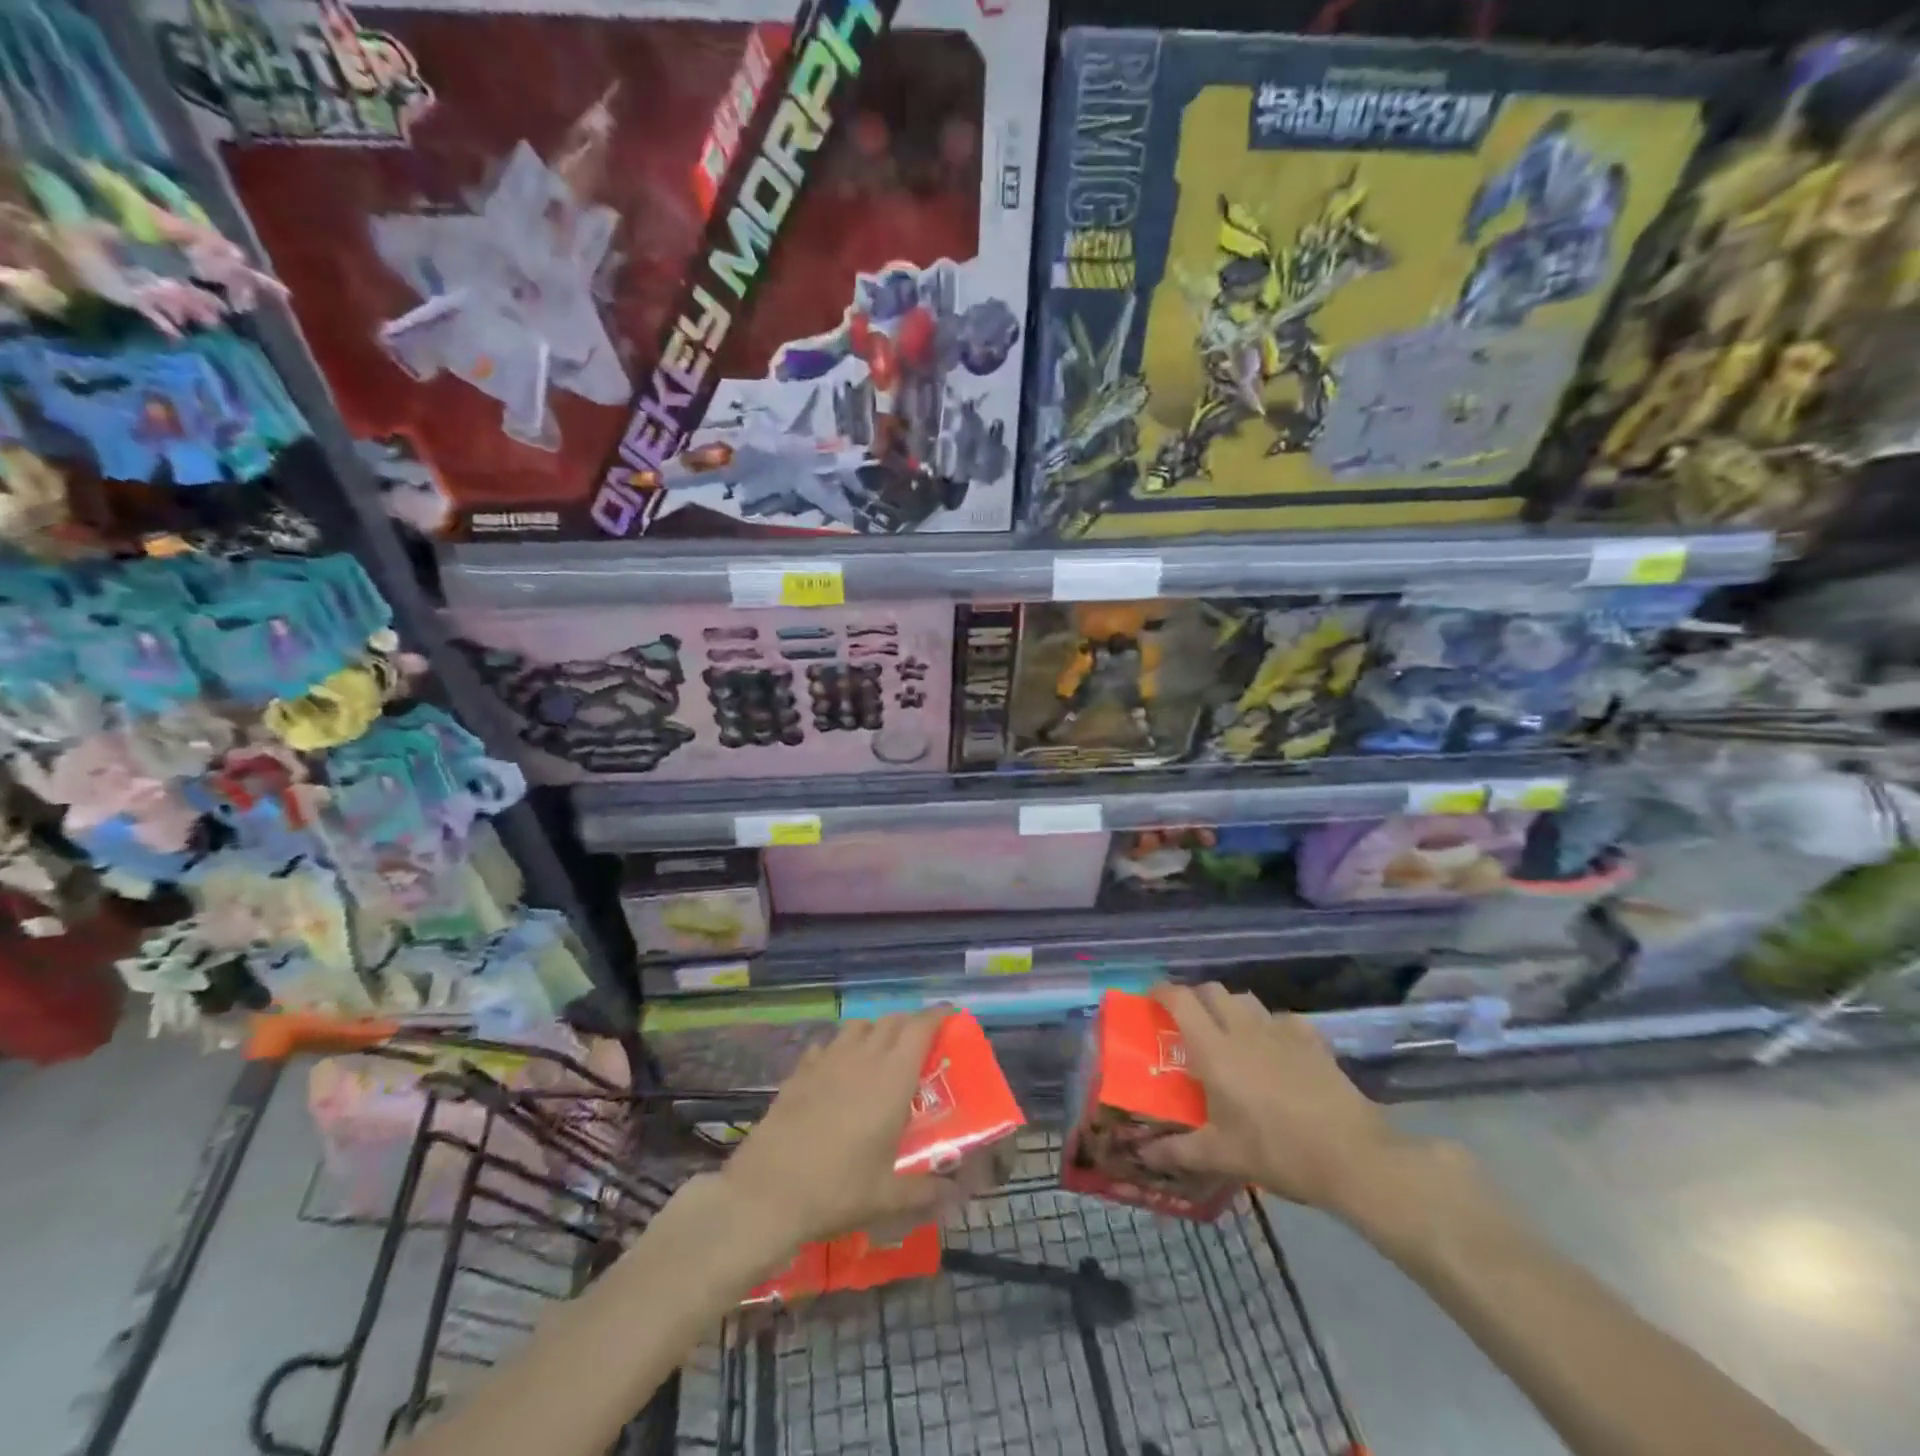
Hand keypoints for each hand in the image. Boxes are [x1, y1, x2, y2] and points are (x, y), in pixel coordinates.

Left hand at [720, 1011, 946, 1248]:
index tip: (951, 1017)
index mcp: (892, 1077)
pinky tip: (838, 1070)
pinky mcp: (800, 1071)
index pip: (921, 1027)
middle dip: (910, 1024)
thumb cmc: (838, 1188)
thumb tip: (956, 1193)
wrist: (768, 1191)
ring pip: (858, 1026)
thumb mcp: (889, 1196)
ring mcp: (828, 1060)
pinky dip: (839, 1048)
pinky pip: (826, 1045)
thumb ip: (927, 1189)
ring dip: (875, 1030)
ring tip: (880, 1052)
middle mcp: (863, 1057)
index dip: (938, 1016)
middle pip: (892, 1021)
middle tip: (921, 1044)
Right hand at [1138, 983, 1416, 1218]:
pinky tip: (1274, 1049)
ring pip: (1245, 999)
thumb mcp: (1222, 1156)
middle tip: (1188, 1023)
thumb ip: (1179, 1151)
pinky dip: (1269, 1025)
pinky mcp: (1311, 1039)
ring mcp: (1280, 1030)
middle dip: (1195, 998)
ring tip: (1229, 1034)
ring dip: (1230, 1007)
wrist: (1352, 1156)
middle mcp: (1242, 1029)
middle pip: (1211, 990)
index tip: (1151, 999)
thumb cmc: (1277, 1151)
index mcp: (1214, 1049)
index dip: (1161, 992)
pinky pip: (1281, 1018)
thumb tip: (1143, 1155)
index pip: (1179, 1000)